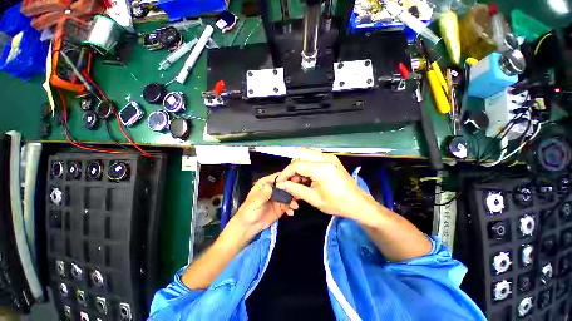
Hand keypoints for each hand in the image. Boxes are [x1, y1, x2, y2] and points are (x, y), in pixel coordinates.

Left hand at [231, 173, 298, 239]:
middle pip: (286, 185)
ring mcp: (278, 198)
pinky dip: (291, 208)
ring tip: (295, 206)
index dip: (287, 177)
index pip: (278, 177)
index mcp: (266, 183)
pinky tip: (291, 212)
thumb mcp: (255, 201)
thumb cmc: (249, 211)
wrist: (249, 226)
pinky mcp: (281, 207)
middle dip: (293, 188)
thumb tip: (272, 185)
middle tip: (298, 194)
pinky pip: (289, 205)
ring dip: (293, 199)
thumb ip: (264, 193)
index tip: (296, 180)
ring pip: (289, 194)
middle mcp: (273, 189)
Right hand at [276, 151, 377, 222]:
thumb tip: (281, 184)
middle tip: (291, 181)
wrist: (358, 203)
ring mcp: (329, 157)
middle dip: (292, 168)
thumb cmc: (337, 204)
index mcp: (322, 169)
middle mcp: (325, 158)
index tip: (281, 181)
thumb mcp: (314, 199)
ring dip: (299, 166)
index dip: (286, 173)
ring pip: (306, 154)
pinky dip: (306, 165)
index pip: (297, 164)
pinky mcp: (331, 159)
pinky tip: (307, 177)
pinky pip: (313, 157)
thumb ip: (295, 189)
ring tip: (299, 181)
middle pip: (300, 155)